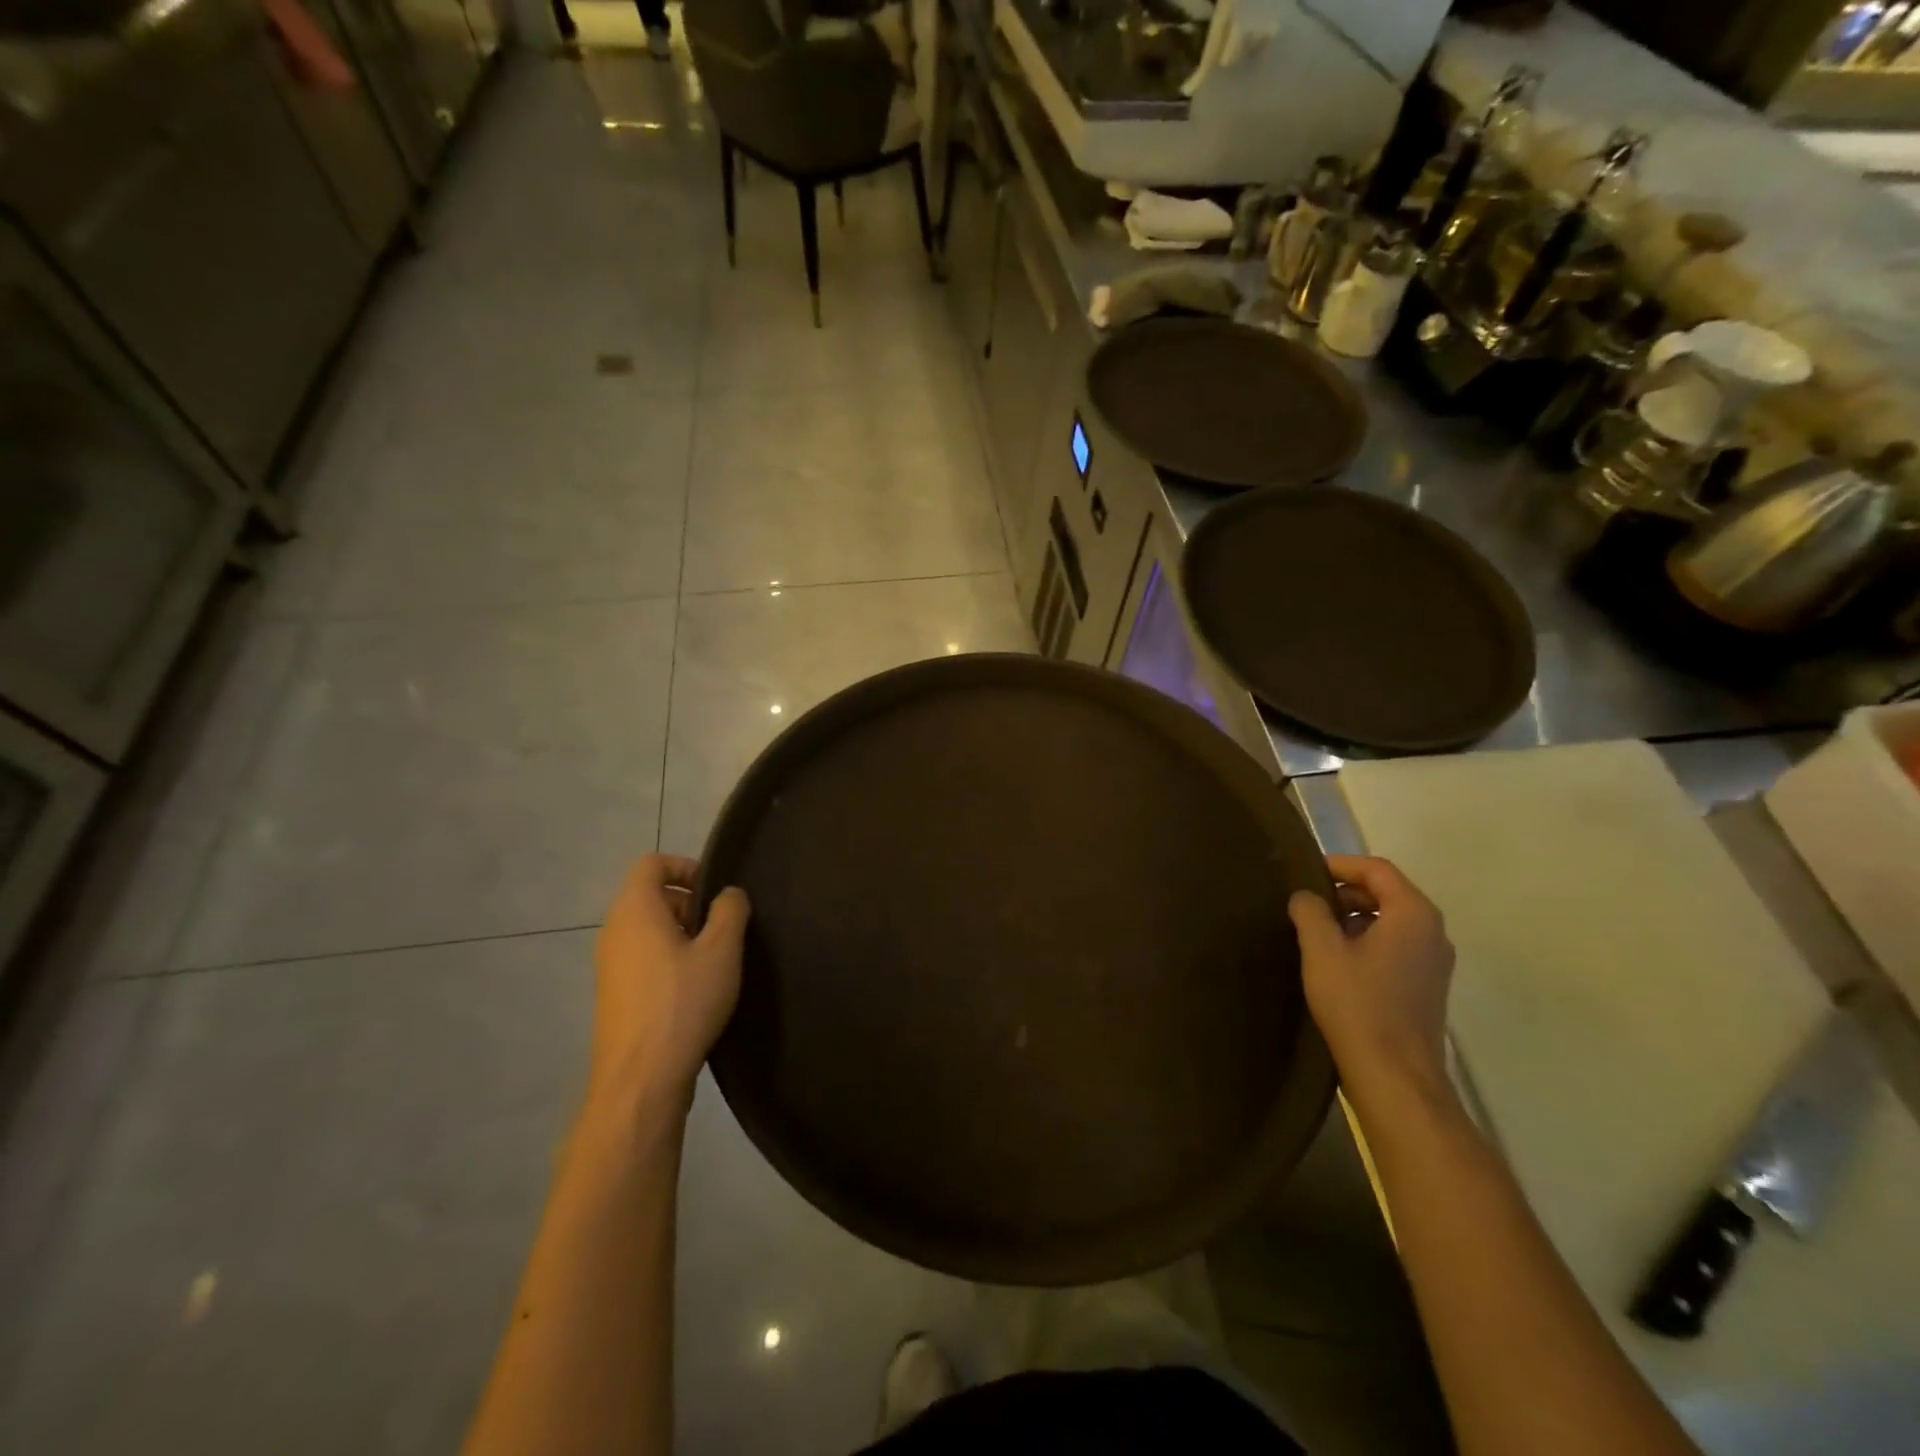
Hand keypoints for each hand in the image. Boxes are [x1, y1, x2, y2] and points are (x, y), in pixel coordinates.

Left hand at [588, 856, 749, 1121]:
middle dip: (690, 904)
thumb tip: (728, 895)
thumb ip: (730, 910)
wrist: (641, 1079)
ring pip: (649, 930)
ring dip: (682, 936)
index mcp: (635, 910)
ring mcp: (609, 966)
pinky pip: (643, 959)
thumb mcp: (722, 950)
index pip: (652, 864)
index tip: (715, 893)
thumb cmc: (683, 1002)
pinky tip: (695, 991)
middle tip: (722, 931)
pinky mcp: (614, 995)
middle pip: (652, 896)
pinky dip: (669, 961)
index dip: (686, 866)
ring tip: (714, 964)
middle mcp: (614, 931)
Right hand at [1289, 855, 1455, 1113]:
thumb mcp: (1322, 950)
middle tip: (1305, 901)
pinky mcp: (1426, 986)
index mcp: (1413, 914)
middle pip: (1387, 892)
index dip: (1339, 864)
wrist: (1395, 1076)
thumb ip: (1310, 912)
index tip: (1305, 872)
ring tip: (1314, 930)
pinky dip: (1365, 940)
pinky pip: (1394, 946)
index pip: (1377, 870)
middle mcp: (1432, 932)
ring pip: (1390, 921)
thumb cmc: (1358, 1004)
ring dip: (1353, 917)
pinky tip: (1334, 960)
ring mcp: (1434, 962)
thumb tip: (1306, 896)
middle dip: (1345, 891)